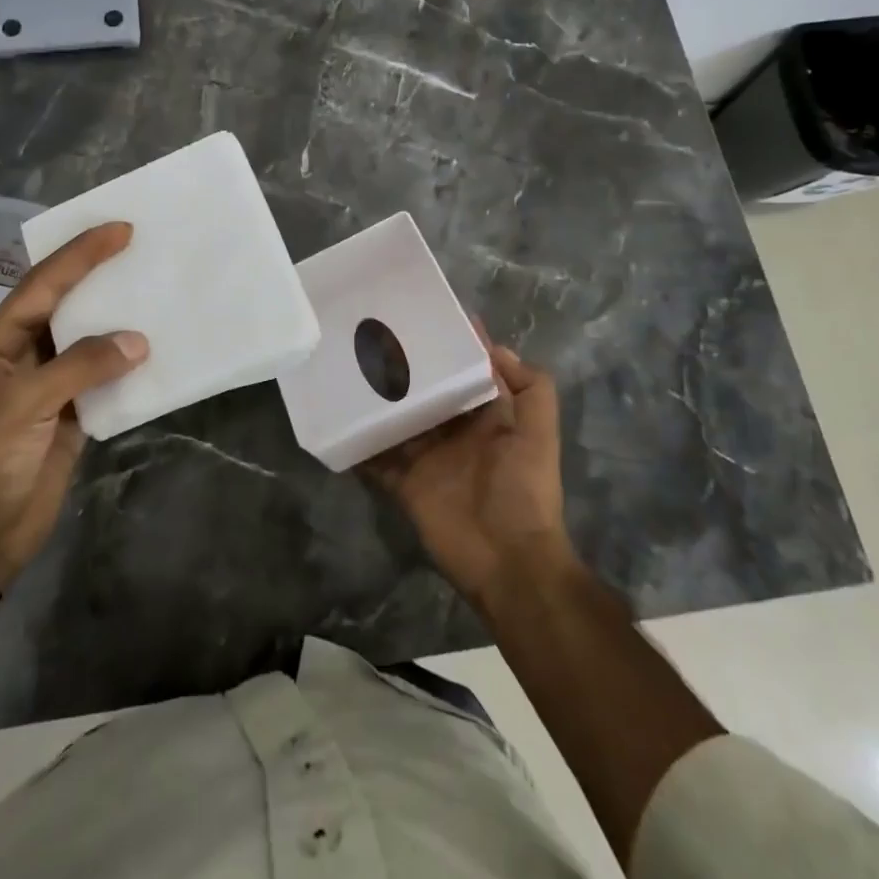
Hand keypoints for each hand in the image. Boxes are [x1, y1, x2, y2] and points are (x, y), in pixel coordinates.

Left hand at [0, 222, 146, 591]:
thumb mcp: (26, 402)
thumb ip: (81, 365)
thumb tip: (139, 341)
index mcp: (1, 338)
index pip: (45, 283)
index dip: (81, 254)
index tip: (120, 229)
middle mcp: (27, 352)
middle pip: (69, 304)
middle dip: (101, 276)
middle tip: (143, 248)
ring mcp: (51, 383)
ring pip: (91, 340)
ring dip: (120, 320)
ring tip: (157, 291)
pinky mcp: (73, 413)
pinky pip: (106, 378)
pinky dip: (130, 365)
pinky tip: (158, 350)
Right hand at [362, 327, 573, 607]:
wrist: (508, 561)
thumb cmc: (525, 491)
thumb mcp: (539, 435)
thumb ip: (531, 389)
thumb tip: (495, 347)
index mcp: (486, 419)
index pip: (465, 375)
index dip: (451, 349)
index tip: (427, 316)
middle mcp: (454, 433)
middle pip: (425, 394)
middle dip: (406, 370)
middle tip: (373, 337)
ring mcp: (427, 458)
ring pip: (398, 421)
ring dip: (379, 402)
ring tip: (349, 368)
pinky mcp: (405, 482)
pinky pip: (378, 459)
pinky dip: (361, 445)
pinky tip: (339, 420)